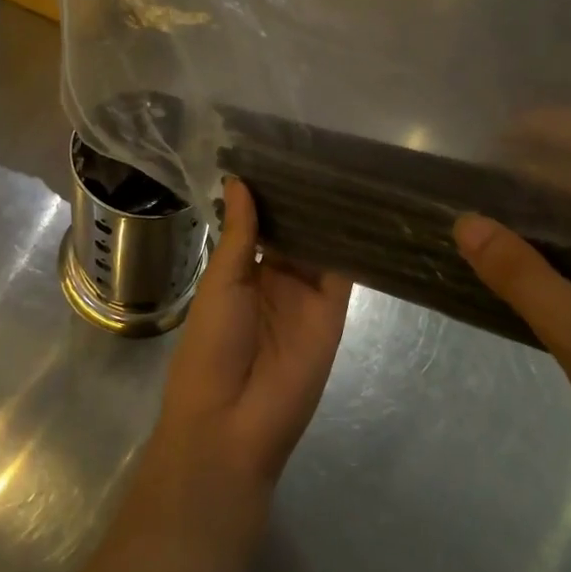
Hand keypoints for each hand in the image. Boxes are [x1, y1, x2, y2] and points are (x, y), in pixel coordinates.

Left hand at [140, 178, 350, 536]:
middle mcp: (276, 279)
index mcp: (241, 272)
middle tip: (322, 149)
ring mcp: (306, 295)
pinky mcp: (333, 312)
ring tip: (343, 166)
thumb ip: (239, 233)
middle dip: (303, 199)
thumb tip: (238, 180)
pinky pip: (343, 273)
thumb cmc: (211, 346)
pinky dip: (350, 244)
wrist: (232, 422)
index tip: (284, 152)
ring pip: (320, 246)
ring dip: (328, 215)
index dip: (270, 193)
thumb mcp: (221, 282)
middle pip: (294, 231)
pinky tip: (359, 207)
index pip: (260, 224)